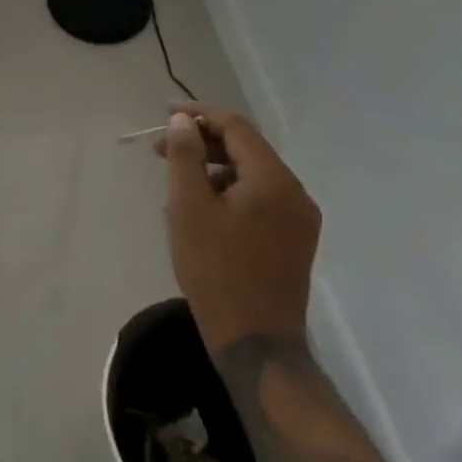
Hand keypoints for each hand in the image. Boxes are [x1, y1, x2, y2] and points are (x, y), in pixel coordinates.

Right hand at [158, 104, 320, 350]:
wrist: (256, 348)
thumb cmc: (217, 271)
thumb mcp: (189, 207)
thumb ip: (185, 155)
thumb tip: (184, 121)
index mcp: (274, 181)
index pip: (236, 128)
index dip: (199, 114)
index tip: (166, 113)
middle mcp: (295, 194)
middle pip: (246, 149)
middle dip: (203, 142)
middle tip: (162, 149)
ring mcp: (299, 220)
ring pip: (251, 175)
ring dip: (213, 168)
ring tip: (176, 181)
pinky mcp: (293, 242)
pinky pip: (258, 199)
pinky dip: (228, 192)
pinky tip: (200, 208)